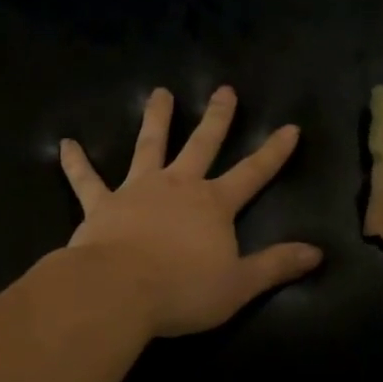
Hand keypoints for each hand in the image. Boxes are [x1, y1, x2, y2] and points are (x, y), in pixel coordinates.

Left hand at [60, 86, 322, 337]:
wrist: (119, 291)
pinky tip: (65, 144)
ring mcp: (137, 190)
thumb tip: (317, 253)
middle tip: (224, 90)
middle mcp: (178, 186)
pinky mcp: (101, 204)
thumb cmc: (182, 291)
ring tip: (160, 93)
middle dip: (217, 118)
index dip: (273, 153)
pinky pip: (86, 179)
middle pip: (202, 145)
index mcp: (213, 205)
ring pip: (149, 146)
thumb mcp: (239, 285)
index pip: (253, 173)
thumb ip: (276, 266)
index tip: (290, 128)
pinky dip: (76, 162)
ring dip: (156, 118)